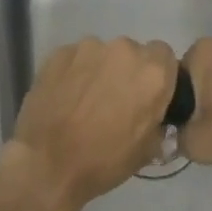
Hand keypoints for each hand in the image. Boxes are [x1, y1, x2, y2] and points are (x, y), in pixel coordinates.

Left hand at [0, 37, 178, 210]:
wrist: (48, 164)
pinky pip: (76, 58)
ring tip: (85, 101)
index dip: (156, 75)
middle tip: (115, 101)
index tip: (146, 95)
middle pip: (132, 52)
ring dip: (100, 70)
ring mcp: (89, 47)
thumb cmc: (104, 161)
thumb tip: (155, 114)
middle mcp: (124, 49)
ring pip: (103, 53)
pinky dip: (75, 72)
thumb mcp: (147, 150)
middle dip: (127, 72)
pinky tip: (65, 97)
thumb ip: (157, 121)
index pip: (164, 56)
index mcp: (152, 72)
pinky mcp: (60, 51)